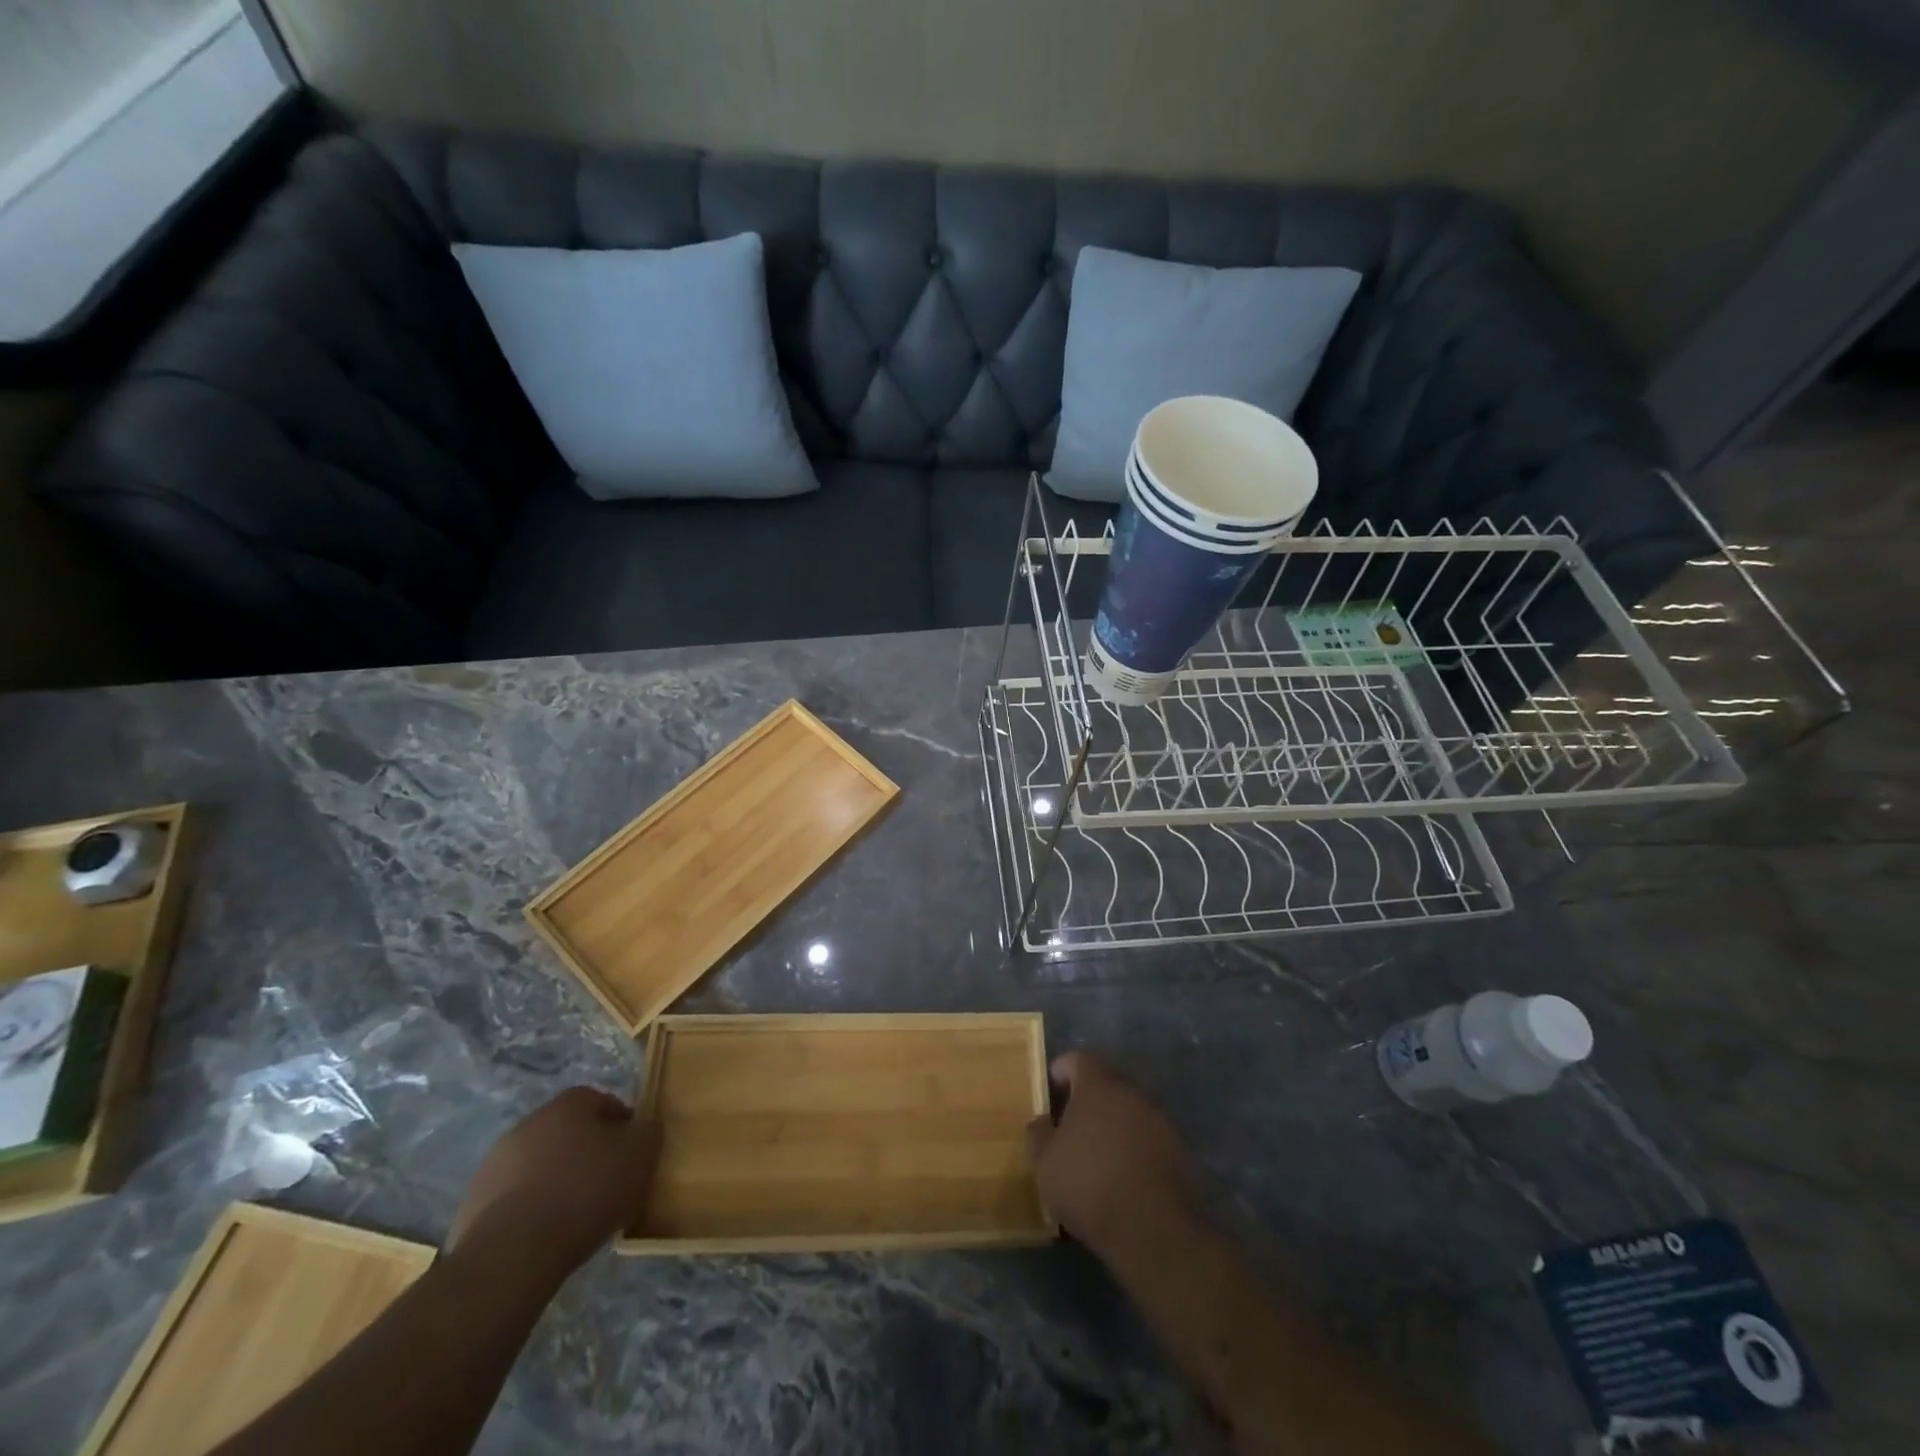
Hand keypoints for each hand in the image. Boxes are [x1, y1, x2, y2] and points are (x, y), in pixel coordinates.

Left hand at [447, 1087, 660, 1282]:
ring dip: (556, 1180)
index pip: (604, 1102)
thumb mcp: (640, 1156)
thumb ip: (648, 1132)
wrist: (510, 1256)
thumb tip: (642, 1128)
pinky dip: (531, 1209)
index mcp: (569, 1104)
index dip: (622, 1128)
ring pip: (540, 1164)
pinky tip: (544, 1234)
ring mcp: (495, 1162)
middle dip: (587, 1153)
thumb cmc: (584, 1193)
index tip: (631, 1157)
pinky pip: (515, 1197)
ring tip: (575, 1216)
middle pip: (569, 1132)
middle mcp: (530, 1122)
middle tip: (606, 1184)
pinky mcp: (474, 1202)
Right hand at [1025, 1051, 1191, 1259]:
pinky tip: (1123, 1175)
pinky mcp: (1178, 1149)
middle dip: (1087, 1099)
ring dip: (1113, 1123)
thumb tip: (1042, 1121)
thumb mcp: (1044, 1163)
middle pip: (1106, 1082)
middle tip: (1070, 1126)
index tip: (1050, 1094)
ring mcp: (1159, 1119)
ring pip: (1129, 1109)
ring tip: (1097, 1154)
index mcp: (1098, 1085)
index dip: (1061, 1071)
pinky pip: (1148, 1136)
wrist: (1153, 1228)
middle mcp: (1131, 1092)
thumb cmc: (1089, 1185)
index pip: (1078, 1059)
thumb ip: (1038, 1134)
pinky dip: (1133, 1146)